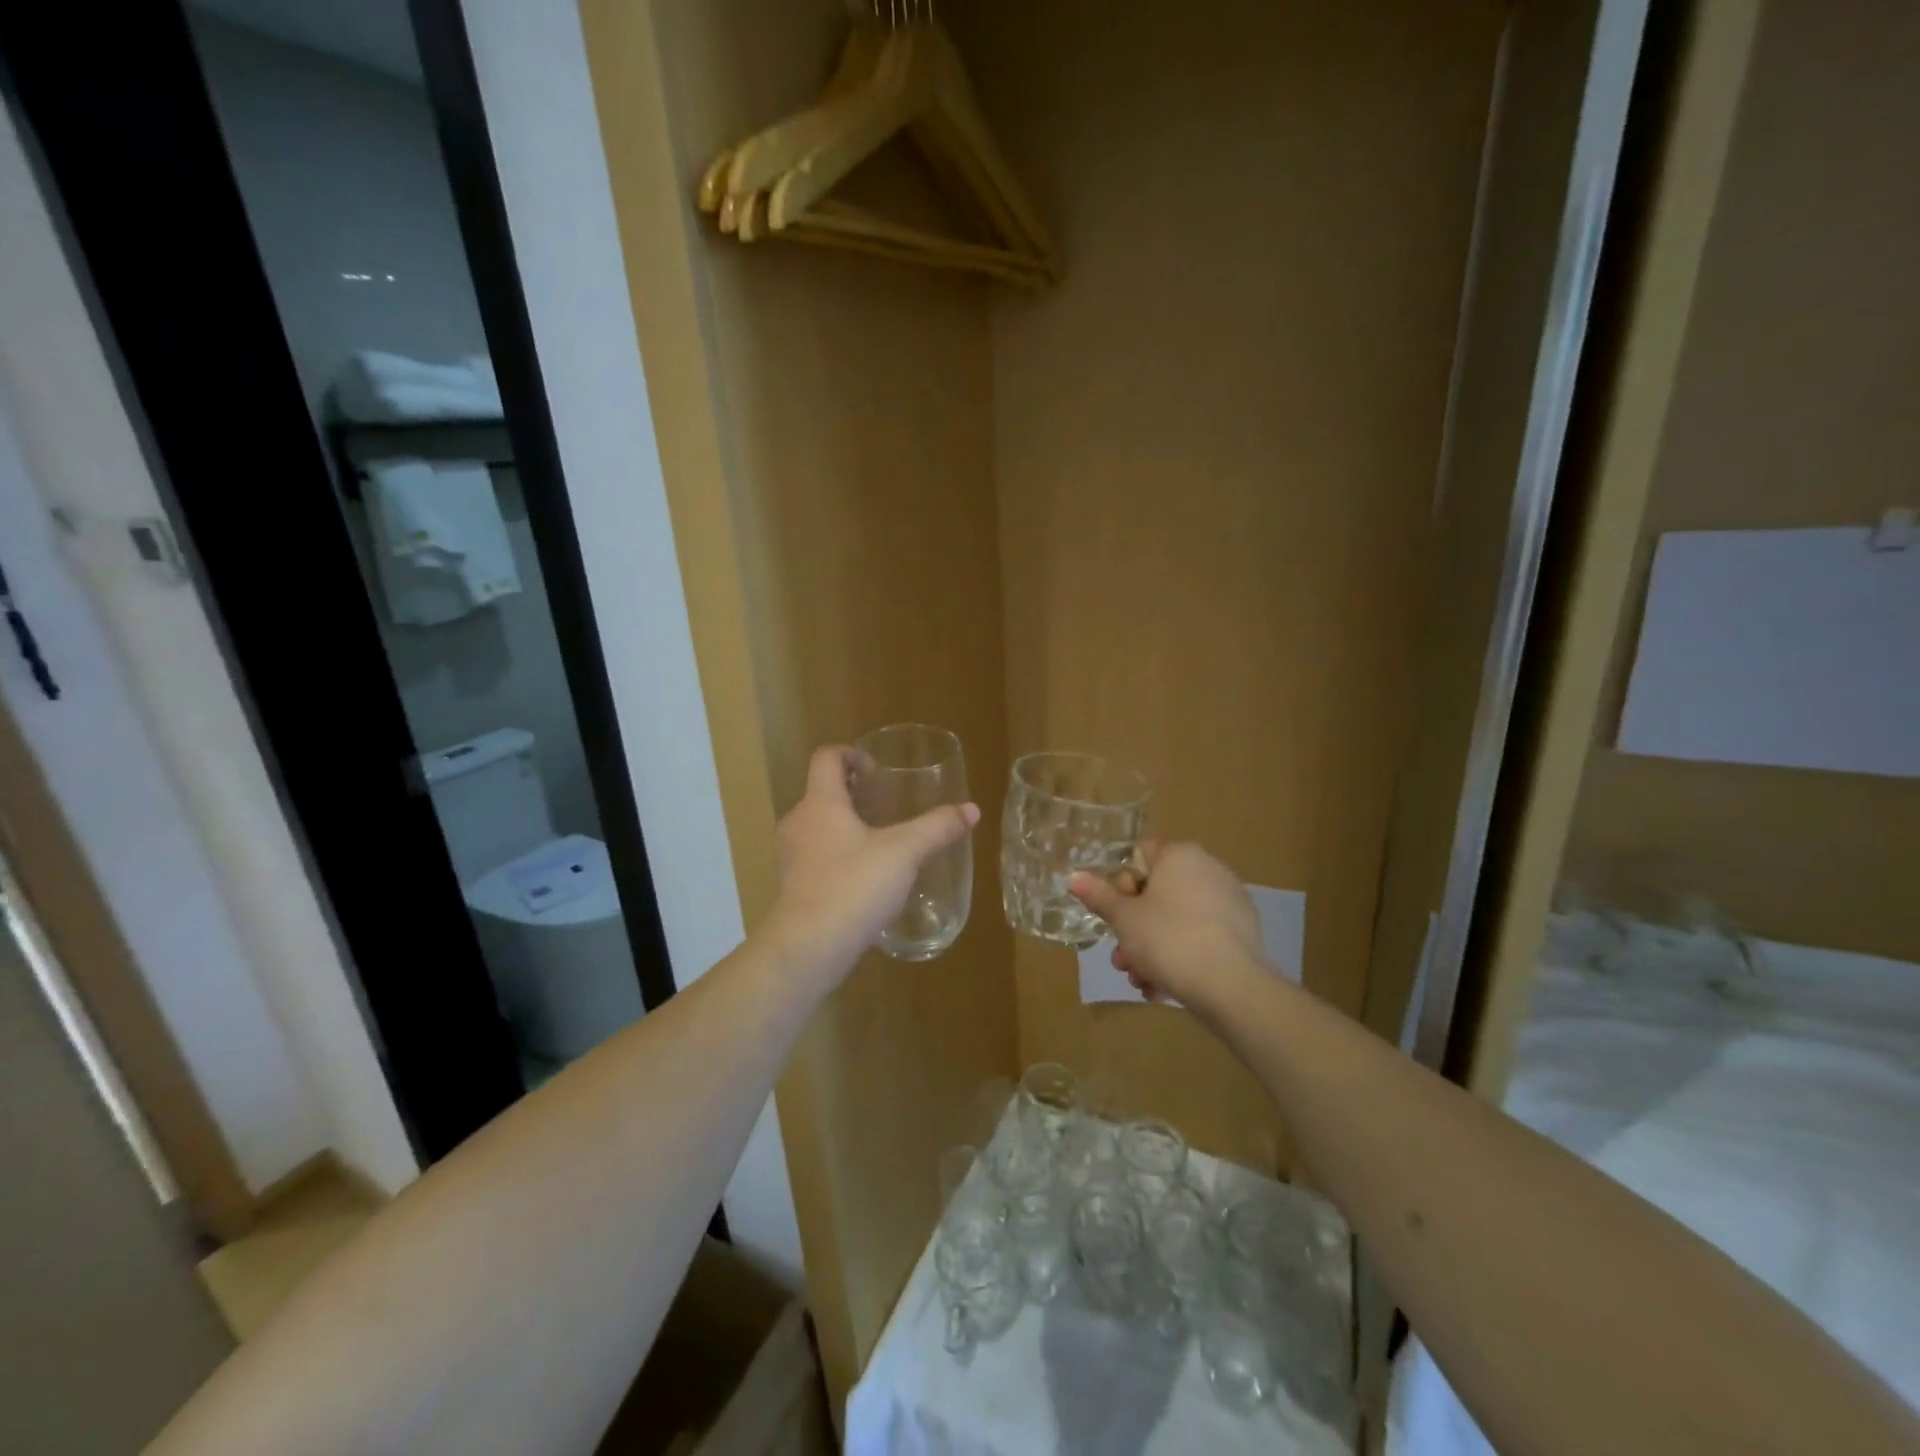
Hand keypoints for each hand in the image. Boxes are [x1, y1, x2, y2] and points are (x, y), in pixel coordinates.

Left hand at [761, 745, 979, 994]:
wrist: (809, 947)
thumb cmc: (854, 886)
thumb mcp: (905, 853)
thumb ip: (937, 828)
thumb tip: (971, 809)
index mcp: (821, 803)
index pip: (826, 758)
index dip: (851, 754)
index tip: (877, 770)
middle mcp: (798, 822)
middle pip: (822, 792)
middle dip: (853, 794)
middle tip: (886, 805)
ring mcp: (790, 856)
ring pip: (817, 826)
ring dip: (844, 826)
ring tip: (879, 842)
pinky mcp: (792, 887)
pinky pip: (815, 857)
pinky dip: (837, 856)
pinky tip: (865, 879)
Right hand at [1069, 841, 1265, 1010]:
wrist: (1229, 985)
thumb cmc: (1167, 939)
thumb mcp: (1123, 919)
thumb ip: (1098, 895)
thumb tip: (1073, 876)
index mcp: (1180, 855)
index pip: (1140, 855)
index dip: (1122, 884)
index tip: (1118, 914)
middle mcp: (1208, 868)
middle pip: (1157, 893)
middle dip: (1134, 927)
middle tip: (1122, 958)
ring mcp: (1229, 900)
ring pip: (1177, 919)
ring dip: (1152, 948)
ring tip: (1141, 981)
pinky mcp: (1243, 931)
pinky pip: (1201, 936)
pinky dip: (1181, 956)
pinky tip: (1165, 987)